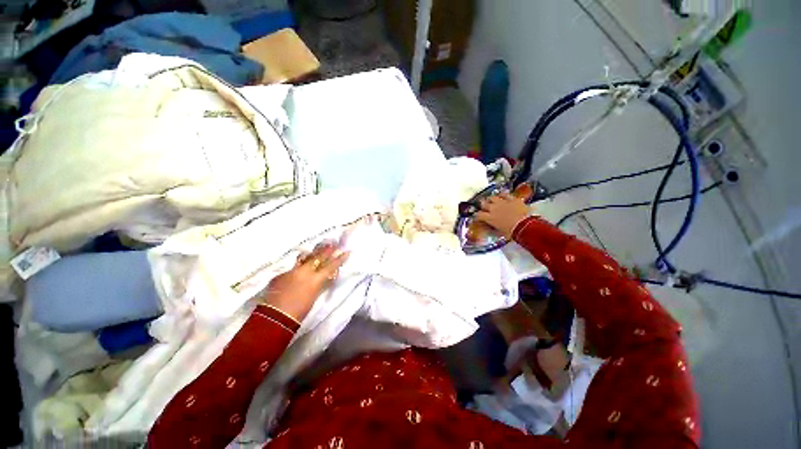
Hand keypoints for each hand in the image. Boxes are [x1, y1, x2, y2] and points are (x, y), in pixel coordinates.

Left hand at [258, 242, 348, 322]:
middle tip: (333, 244)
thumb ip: (320, 284)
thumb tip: (324, 277)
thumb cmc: (299, 311)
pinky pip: (294, 265)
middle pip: (318, 257)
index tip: (346, 252)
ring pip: (305, 258)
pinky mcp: (281, 273)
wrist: (275, 317)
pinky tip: (302, 261)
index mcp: (315, 279)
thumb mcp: (314, 296)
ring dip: (313, 253)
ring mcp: (292, 270)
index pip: (331, 266)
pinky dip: (300, 263)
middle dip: (327, 250)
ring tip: (319, 247)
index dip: (339, 259)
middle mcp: (305, 271)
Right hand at [474, 192, 530, 238]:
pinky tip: (502, 195)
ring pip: (493, 197)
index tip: (478, 217)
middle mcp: (493, 208)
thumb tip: (489, 229)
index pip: (479, 215)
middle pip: (484, 204)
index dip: (477, 215)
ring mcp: (503, 202)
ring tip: (491, 200)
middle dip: (483, 205)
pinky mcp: (512, 199)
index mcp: (489, 218)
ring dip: (491, 199)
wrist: (524, 226)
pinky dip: (503, 195)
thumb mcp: (499, 232)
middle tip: (484, 207)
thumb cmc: (511, 232)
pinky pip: (505, 194)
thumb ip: (493, 229)